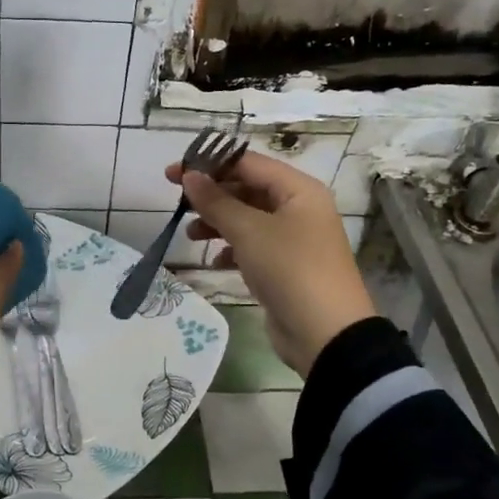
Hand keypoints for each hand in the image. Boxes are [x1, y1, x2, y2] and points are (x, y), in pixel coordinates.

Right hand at [169, 150, 374, 374]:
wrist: (325, 334)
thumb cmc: (289, 269)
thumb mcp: (249, 231)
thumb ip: (216, 201)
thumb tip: (189, 175)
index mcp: (299, 190)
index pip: (248, 164)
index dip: (209, 164)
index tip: (173, 172)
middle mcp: (299, 208)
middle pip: (248, 190)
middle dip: (213, 196)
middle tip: (177, 202)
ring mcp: (294, 239)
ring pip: (248, 219)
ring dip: (218, 223)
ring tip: (191, 235)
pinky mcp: (286, 267)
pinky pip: (253, 247)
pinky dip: (232, 249)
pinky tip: (215, 261)